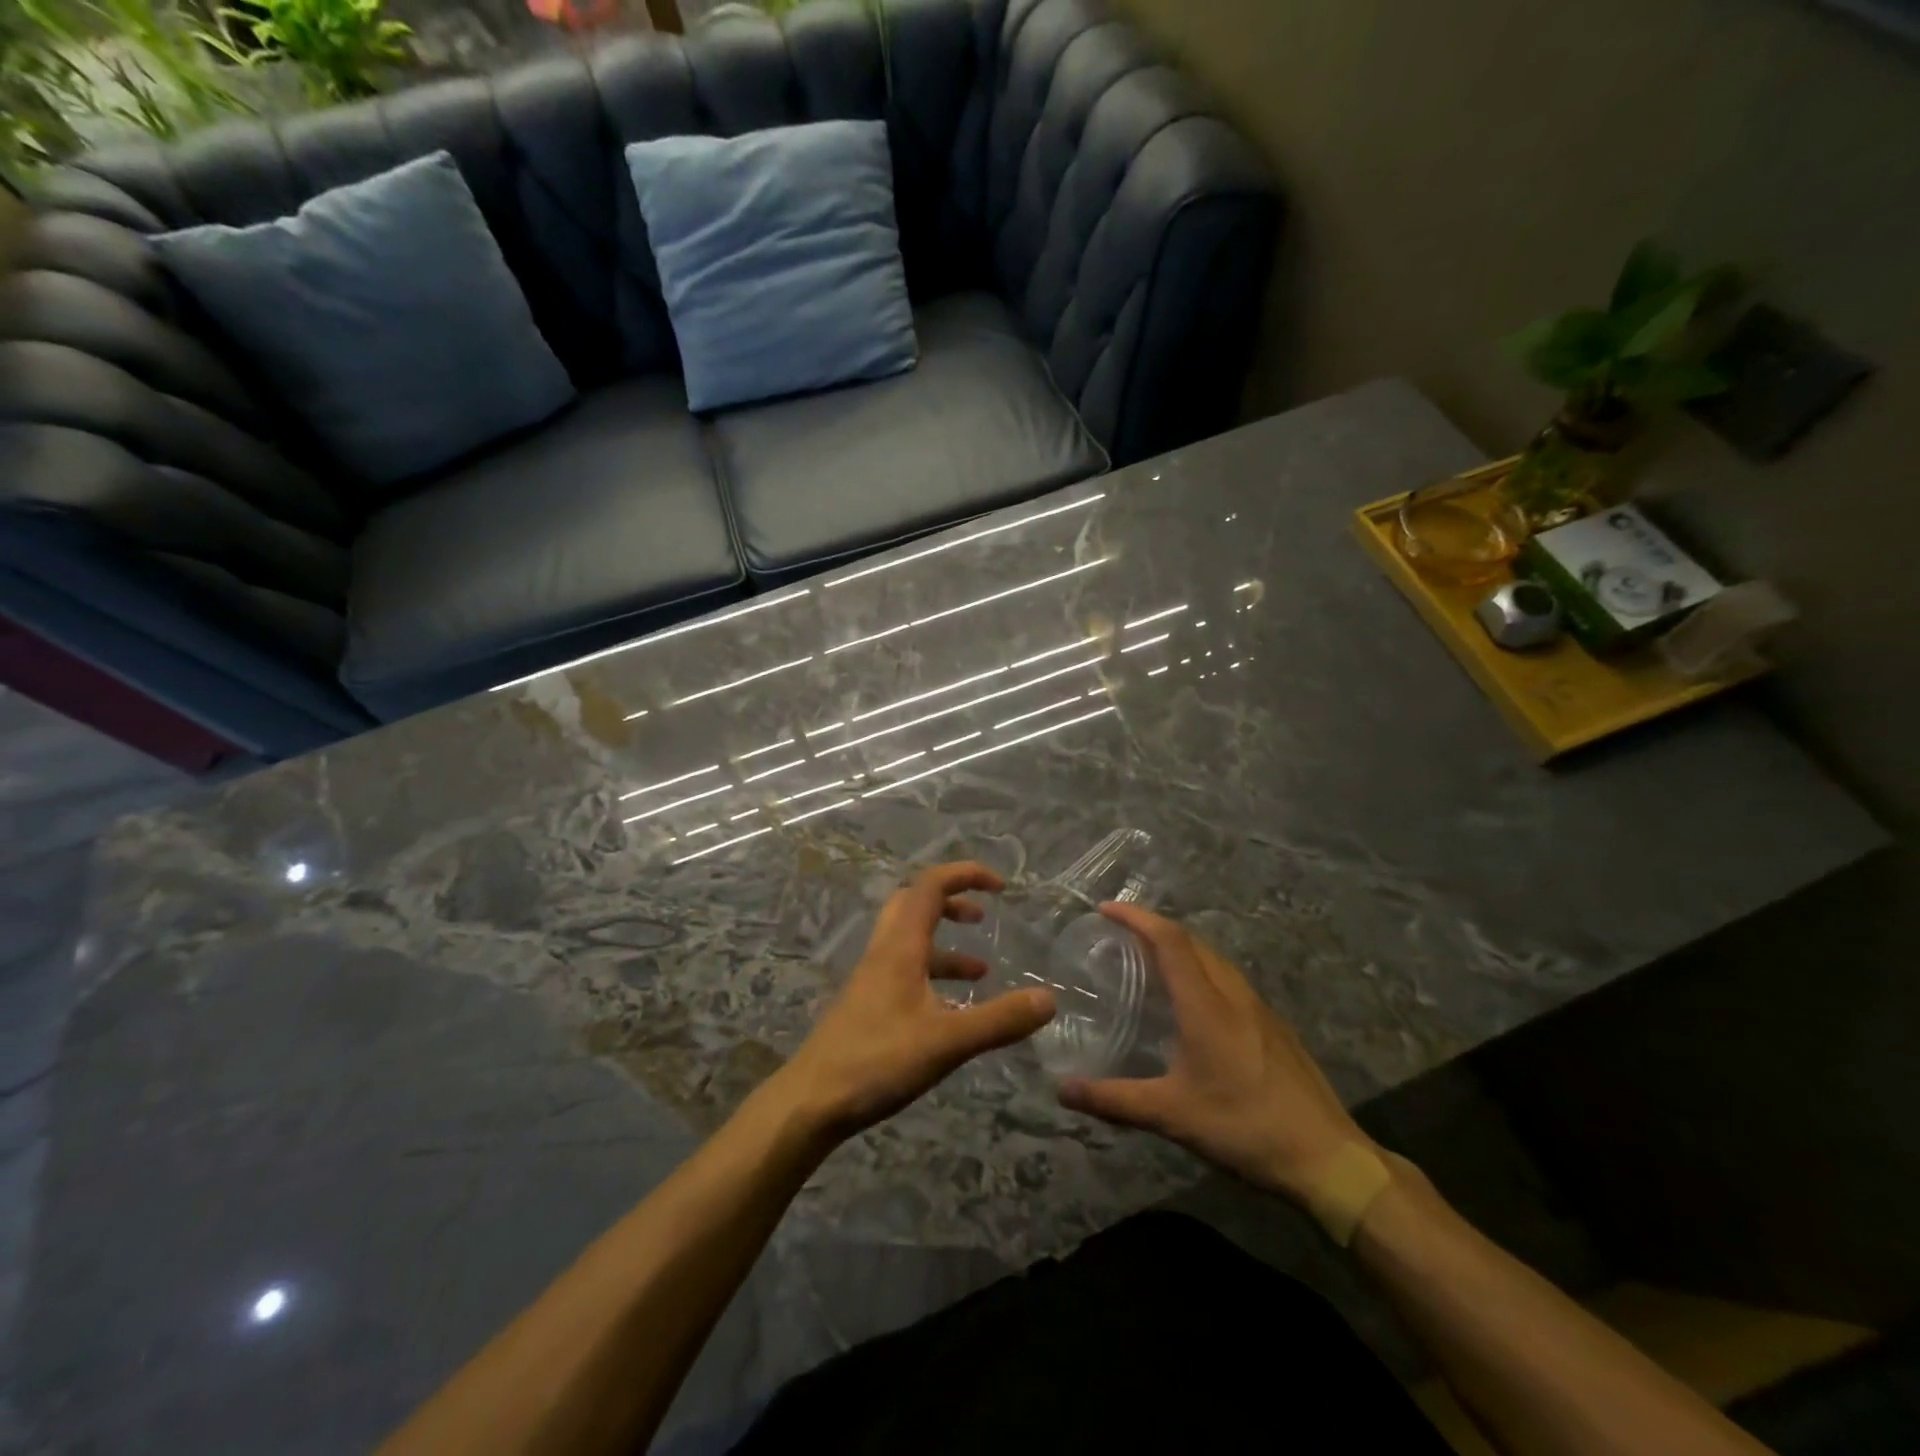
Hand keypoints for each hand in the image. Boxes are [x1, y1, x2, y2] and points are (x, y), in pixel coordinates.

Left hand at [780, 862, 1055, 1139]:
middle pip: (915, 905)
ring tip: (981, 971)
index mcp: (901, 946)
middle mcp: (884, 953)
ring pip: (911, 942)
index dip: (965, 875)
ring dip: (946, 946)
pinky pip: (906, 973)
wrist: (811, 1101)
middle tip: (982, 917)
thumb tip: (1048, 999)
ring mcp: (872, 979)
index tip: (1000, 887)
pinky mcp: (868, 1006)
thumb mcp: (947, 1042)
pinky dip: (933, 977)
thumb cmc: (877, 1061)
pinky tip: (953, 1011)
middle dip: (952, 902)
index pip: (931, 886)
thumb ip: (998, 1020)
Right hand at [1056, 903, 1375, 1202]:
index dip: (1136, 917)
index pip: (1169, 940)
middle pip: (1192, 942)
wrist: (1328, 1158)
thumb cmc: (1246, 1128)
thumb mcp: (1172, 1115)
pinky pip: (1229, 980)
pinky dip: (1202, 970)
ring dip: (1181, 947)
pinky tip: (1194, 1003)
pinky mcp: (1274, 1027)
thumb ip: (1114, 1099)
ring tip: (1151, 960)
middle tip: (1120, 934)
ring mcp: (1259, 1009)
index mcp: (1206, 1005)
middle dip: (1154, 927)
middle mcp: (1233, 995)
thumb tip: (1062, 1089)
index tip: (1105, 910)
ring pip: (1215, 959)